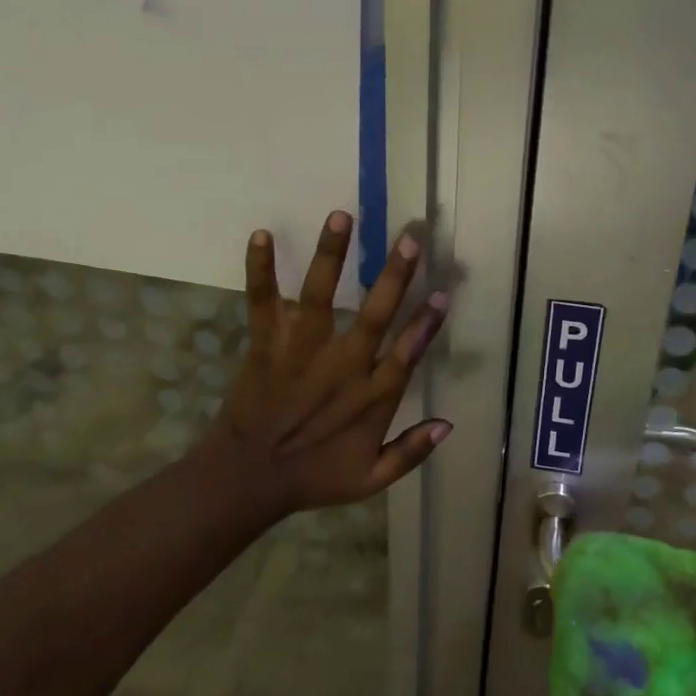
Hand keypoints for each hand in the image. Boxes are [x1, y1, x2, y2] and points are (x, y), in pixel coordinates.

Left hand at [200, 210, 451, 520]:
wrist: (246, 480)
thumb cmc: (312, 477)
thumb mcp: (370, 479)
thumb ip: (411, 452)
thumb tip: (449, 423)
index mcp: (370, 396)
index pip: (407, 352)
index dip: (427, 323)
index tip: (444, 293)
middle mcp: (341, 366)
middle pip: (374, 315)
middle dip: (394, 275)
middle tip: (410, 238)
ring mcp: (301, 351)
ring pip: (320, 296)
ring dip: (332, 255)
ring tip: (342, 215)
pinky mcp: (266, 345)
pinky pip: (262, 303)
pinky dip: (260, 270)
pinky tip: (261, 233)